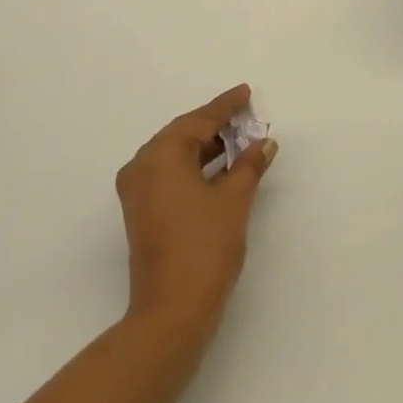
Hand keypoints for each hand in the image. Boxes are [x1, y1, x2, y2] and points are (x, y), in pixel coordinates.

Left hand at [117, 85, 278, 332]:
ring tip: (240, 138)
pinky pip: (170, 173)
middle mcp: (142, 166)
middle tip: (247, 115)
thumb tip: (264, 142)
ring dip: (207, 146)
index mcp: (160, 156)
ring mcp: (138, 190)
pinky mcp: (142, 211)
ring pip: (176, 155)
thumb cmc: (204, 247)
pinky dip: (196, 166)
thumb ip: (249, 165)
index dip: (226, 106)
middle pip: (183, 134)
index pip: (199, 121)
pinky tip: (222, 167)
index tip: (246, 92)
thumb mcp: (234, 201)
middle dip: (216, 125)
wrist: (172, 310)